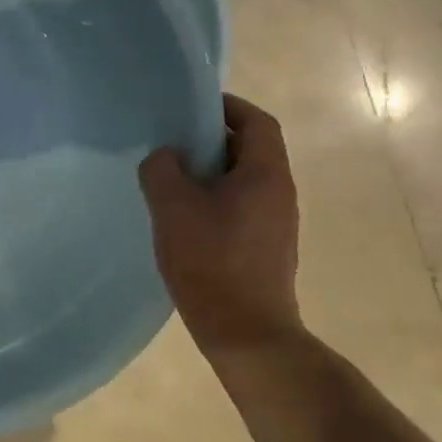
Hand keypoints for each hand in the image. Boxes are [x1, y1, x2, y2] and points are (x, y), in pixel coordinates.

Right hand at [138, 93, 303, 359]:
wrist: (247, 334)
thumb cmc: (211, 262)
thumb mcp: (173, 207)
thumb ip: (162, 169)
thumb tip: (166, 158)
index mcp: (266, 174)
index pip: (257, 122)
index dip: (228, 107)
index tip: (192, 107)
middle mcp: (279, 193)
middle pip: (250, 149)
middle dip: (212, 139)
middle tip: (172, 142)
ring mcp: (276, 223)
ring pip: (243, 180)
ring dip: (210, 172)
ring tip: (171, 178)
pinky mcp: (265, 248)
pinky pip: (240, 206)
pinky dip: (214, 199)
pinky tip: (183, 217)